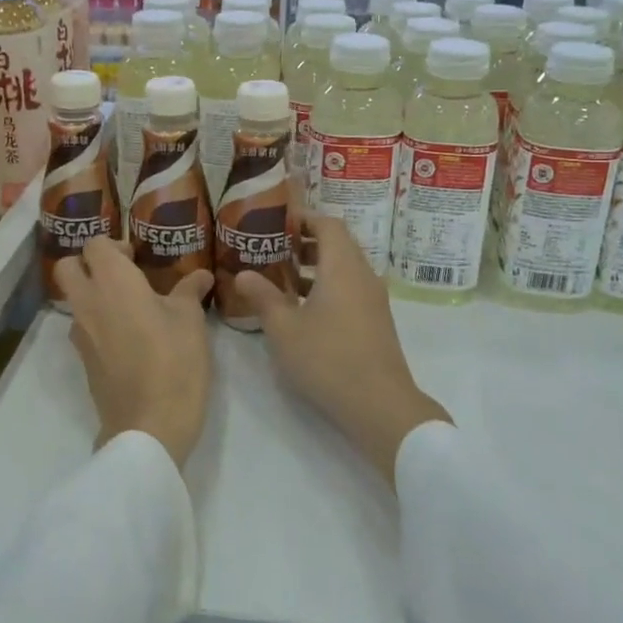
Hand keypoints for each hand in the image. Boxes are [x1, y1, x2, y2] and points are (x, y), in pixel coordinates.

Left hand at [53, 236, 214, 467]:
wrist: (148, 427)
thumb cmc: (174, 361)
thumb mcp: (190, 321)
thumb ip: (190, 291)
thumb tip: (201, 275)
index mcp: (112, 281)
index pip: (95, 244)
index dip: (115, 245)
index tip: (138, 258)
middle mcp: (87, 302)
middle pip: (68, 267)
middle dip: (88, 264)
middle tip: (123, 275)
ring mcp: (80, 334)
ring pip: (74, 300)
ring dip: (93, 295)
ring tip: (132, 308)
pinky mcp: (83, 361)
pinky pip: (84, 328)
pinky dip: (99, 324)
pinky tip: (130, 337)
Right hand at [234, 215, 451, 484]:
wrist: (380, 405)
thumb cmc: (328, 359)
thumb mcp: (284, 328)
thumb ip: (263, 297)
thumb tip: (242, 273)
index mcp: (342, 267)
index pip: (328, 225)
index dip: (304, 218)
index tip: (278, 220)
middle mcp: (363, 275)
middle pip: (338, 244)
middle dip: (306, 241)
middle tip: (274, 246)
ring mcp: (373, 299)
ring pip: (344, 268)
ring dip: (316, 266)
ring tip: (283, 276)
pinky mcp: (376, 321)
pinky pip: (350, 288)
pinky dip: (327, 285)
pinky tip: (303, 308)